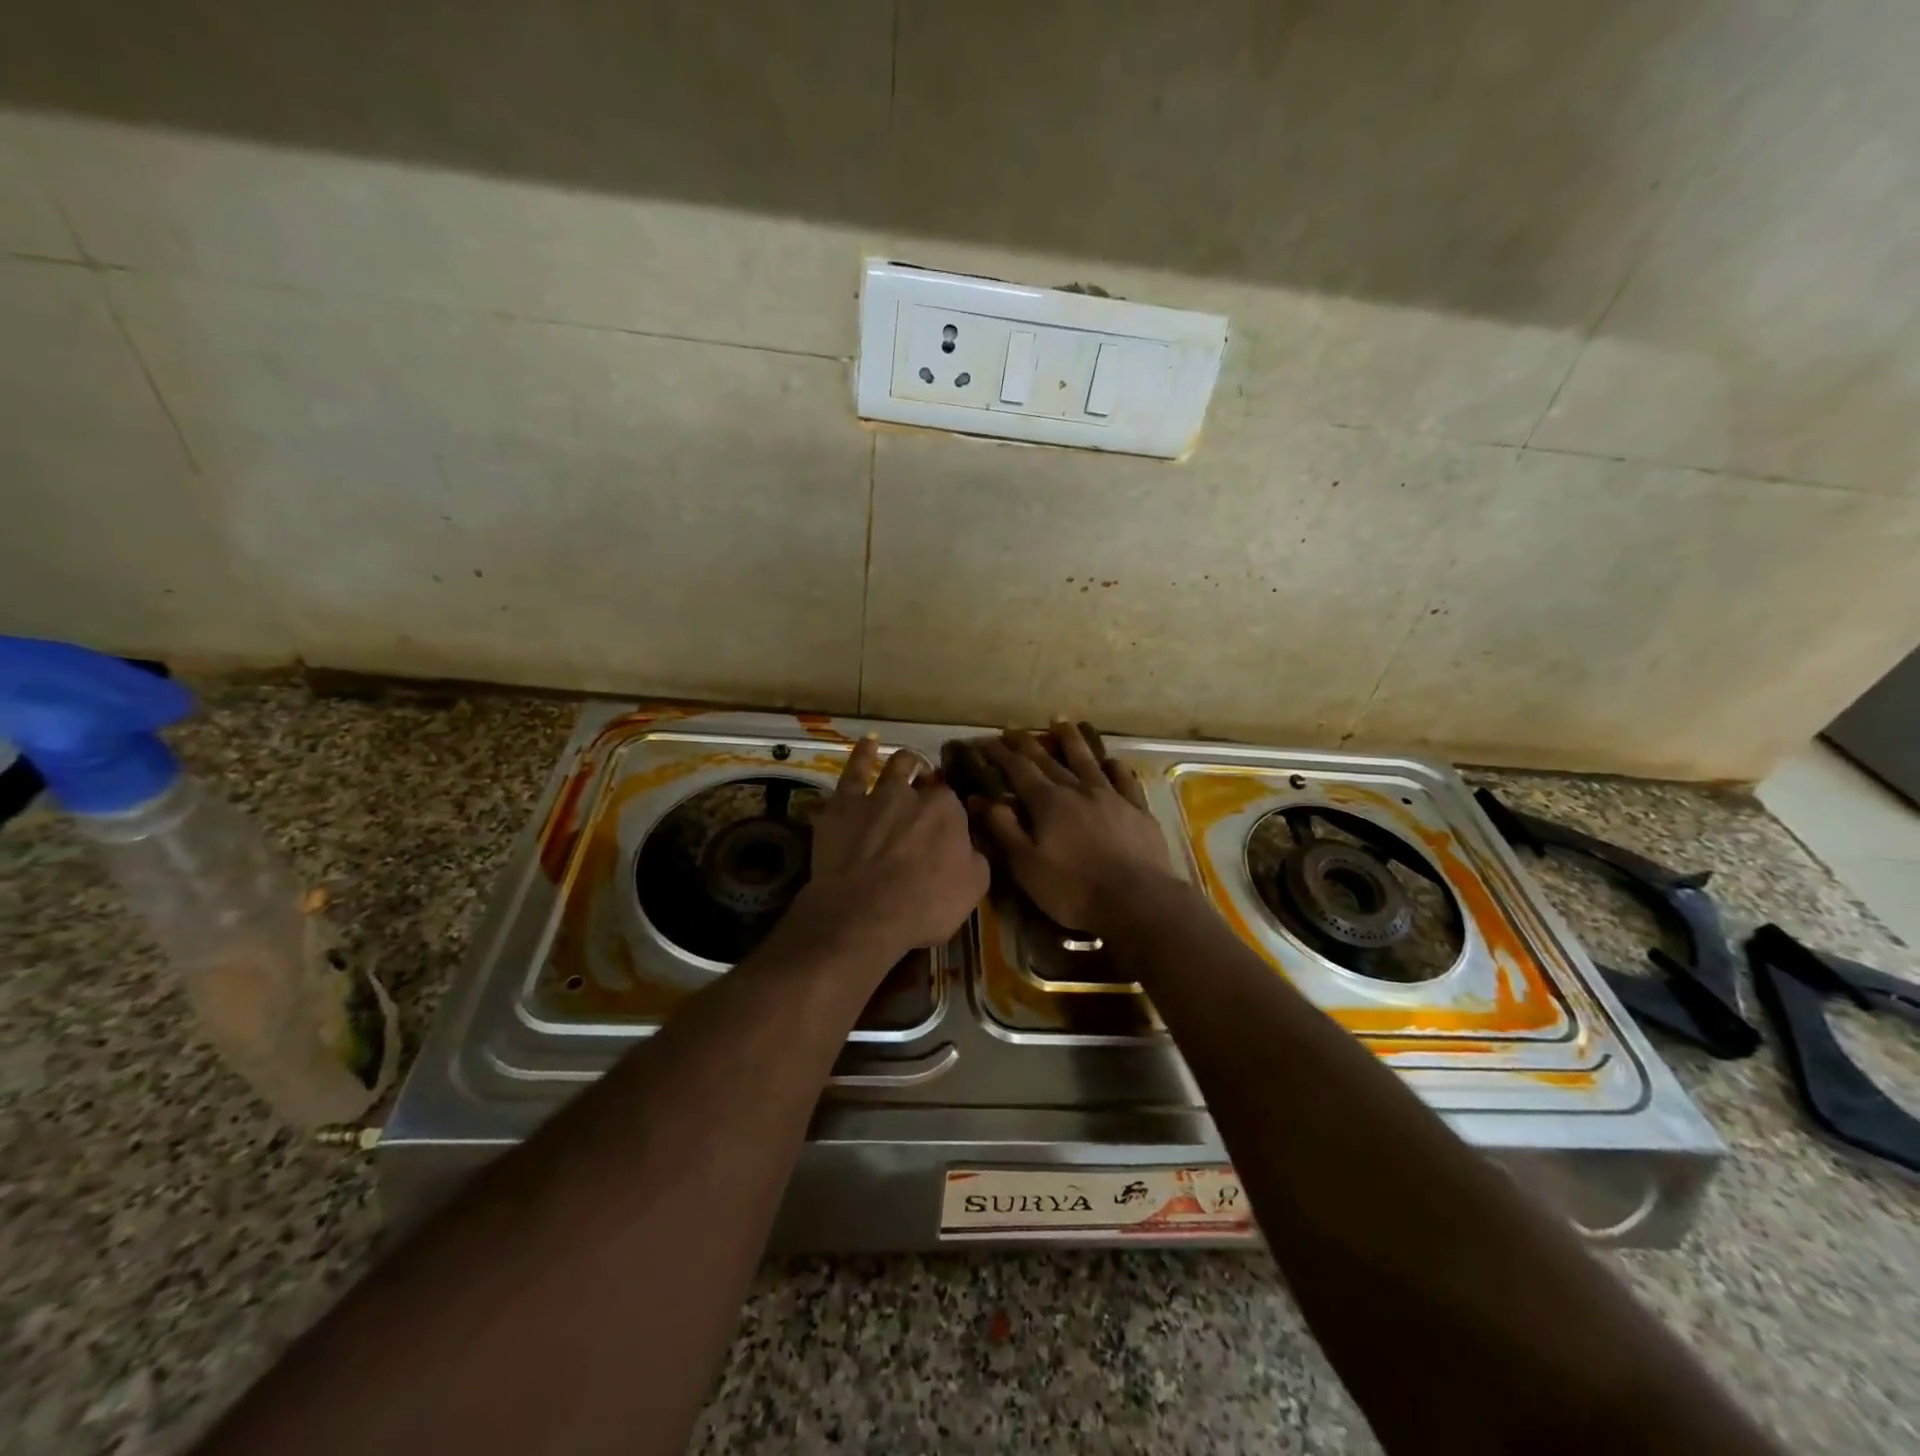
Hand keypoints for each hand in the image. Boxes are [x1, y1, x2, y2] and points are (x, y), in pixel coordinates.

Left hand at [802, 734, 989, 960]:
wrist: (863, 914)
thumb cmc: (924, 906)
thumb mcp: (973, 888)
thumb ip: (976, 858)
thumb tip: (972, 845)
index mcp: (949, 813)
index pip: (955, 804)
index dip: (951, 812)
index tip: (949, 823)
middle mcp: (916, 795)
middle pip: (927, 783)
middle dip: (931, 785)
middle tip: (929, 794)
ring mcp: (878, 795)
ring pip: (896, 767)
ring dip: (905, 762)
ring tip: (909, 760)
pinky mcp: (844, 804)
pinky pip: (854, 770)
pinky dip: (862, 754)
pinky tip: (869, 742)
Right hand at [976, 723, 1179, 933]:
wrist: (1138, 902)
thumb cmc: (1074, 889)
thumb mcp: (1026, 866)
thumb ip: (1003, 829)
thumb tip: (979, 798)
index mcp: (1048, 803)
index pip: (1018, 769)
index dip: (1000, 754)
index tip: (985, 743)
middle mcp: (1079, 790)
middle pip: (1050, 760)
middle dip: (1028, 743)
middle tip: (1013, 729)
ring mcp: (1112, 797)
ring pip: (1088, 760)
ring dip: (1072, 740)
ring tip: (1061, 722)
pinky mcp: (1138, 811)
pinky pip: (1125, 780)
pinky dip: (1115, 767)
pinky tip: (1112, 761)